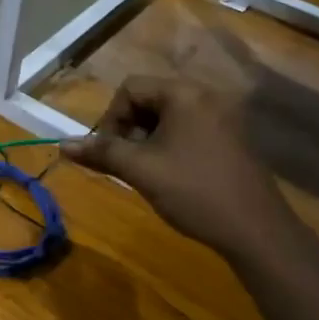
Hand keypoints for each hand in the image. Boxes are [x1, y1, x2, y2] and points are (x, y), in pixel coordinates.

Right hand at [61, 75, 298, 264]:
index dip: (111, 118)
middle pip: (149, 99)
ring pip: (168, 117)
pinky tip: (169, 176)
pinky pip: (189, 130)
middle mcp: (206, 96)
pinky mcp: (232, 139)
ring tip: (144, 172)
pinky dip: (169, 146)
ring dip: (147, 140)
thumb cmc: (193, 191)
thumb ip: (100, 152)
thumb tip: (62, 145)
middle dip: (128, 129)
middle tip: (125, 163)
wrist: (256, 231)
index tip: (109, 151)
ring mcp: (223, 118)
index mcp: (184, 94)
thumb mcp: (139, 170)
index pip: (130, 89)